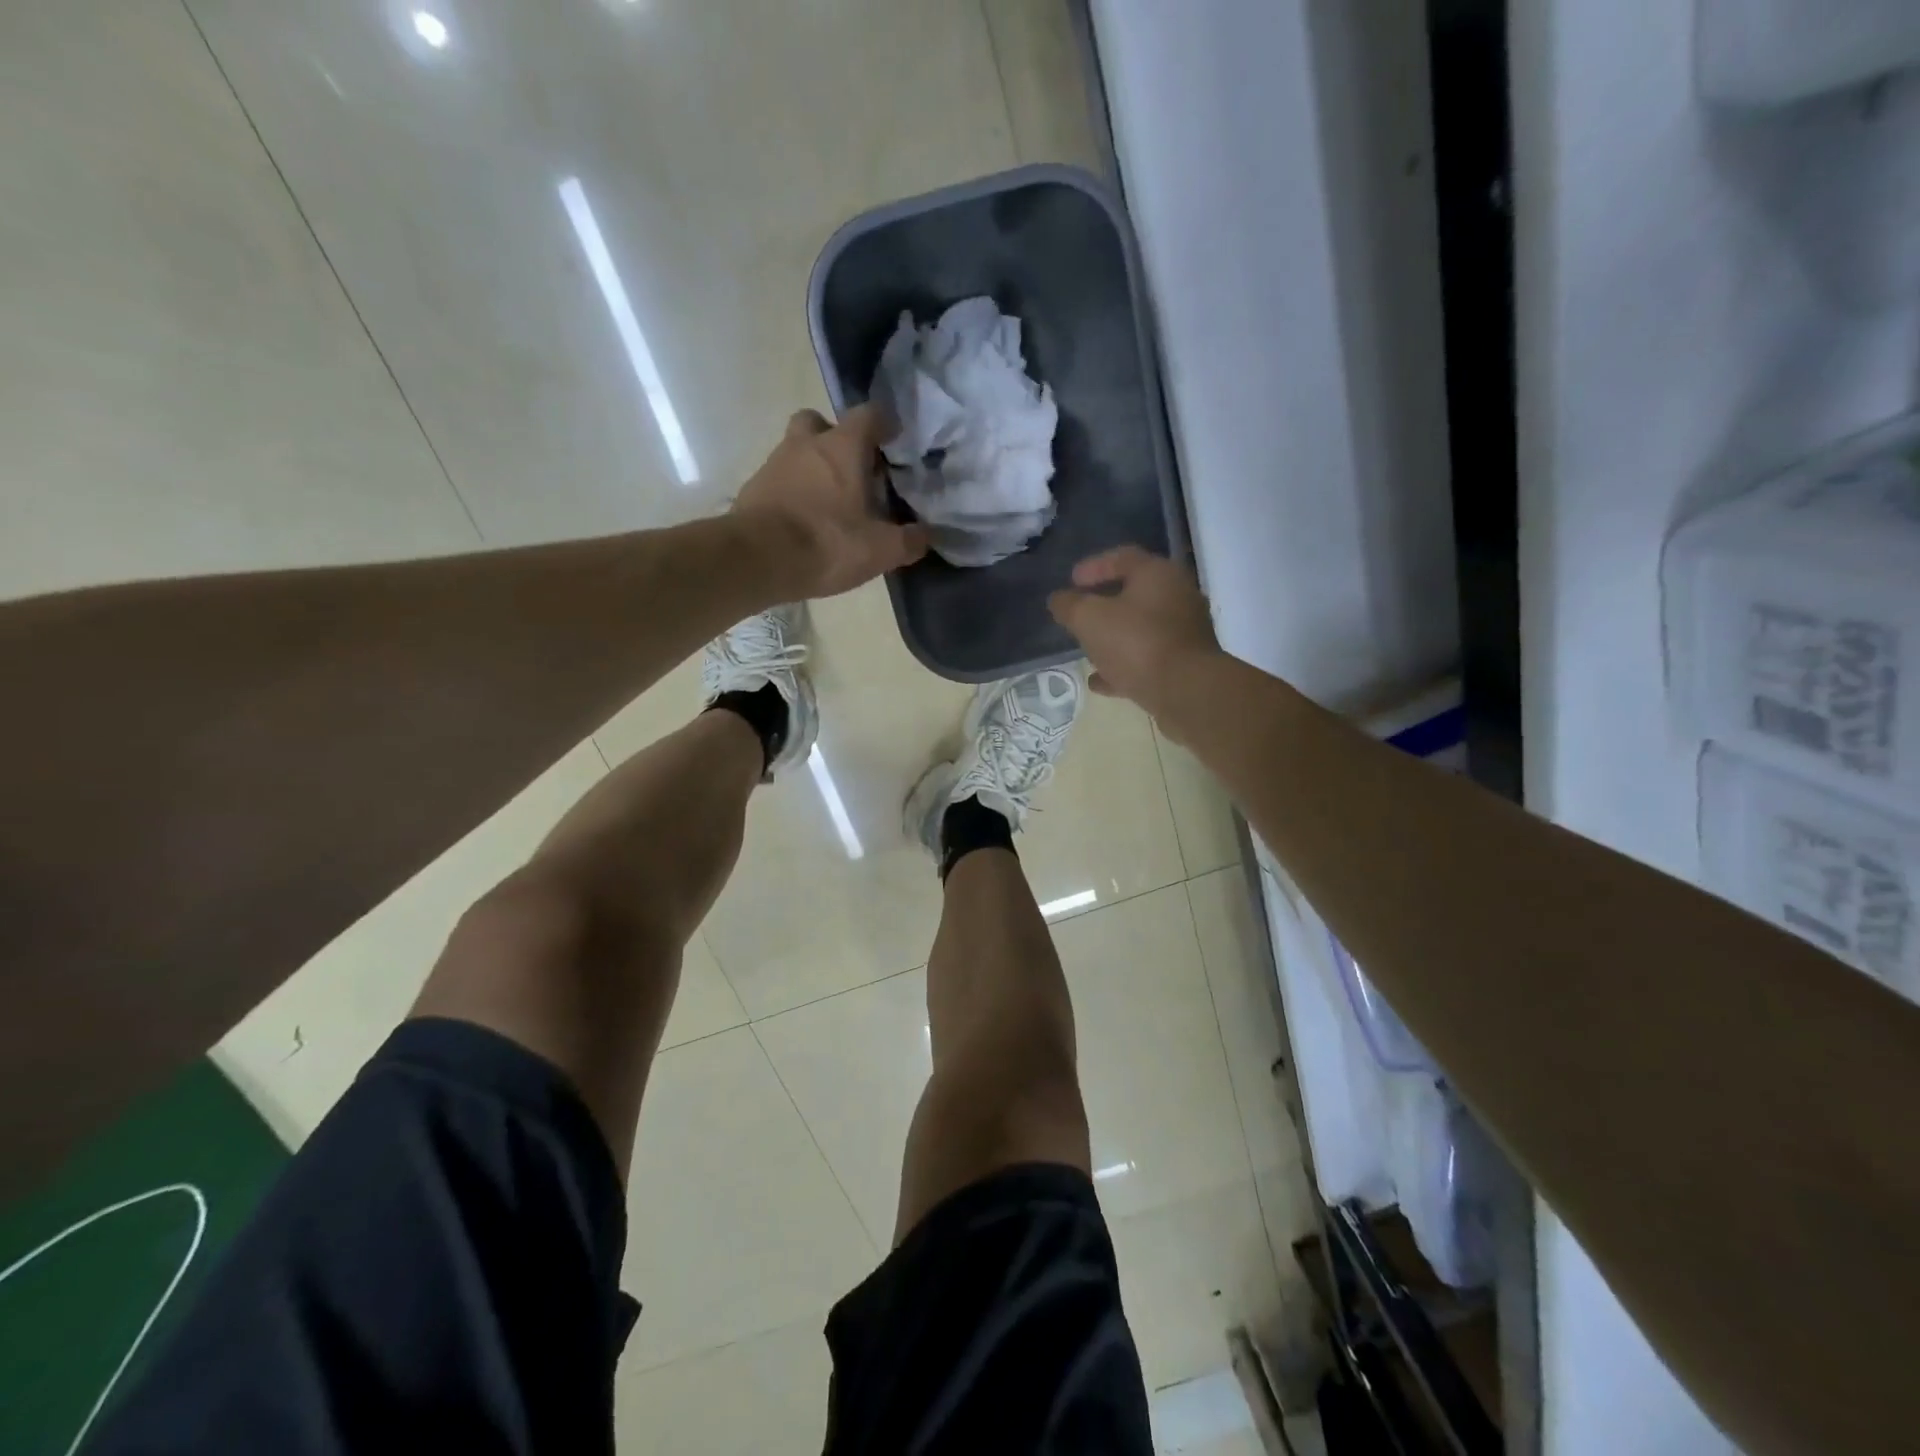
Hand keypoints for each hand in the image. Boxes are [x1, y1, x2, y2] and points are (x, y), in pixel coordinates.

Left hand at [733, 407, 927, 599]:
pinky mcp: (753, 489)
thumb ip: (909, 540)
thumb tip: (926, 535)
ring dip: (813, 467)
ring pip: (797, 451)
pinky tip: (804, 521)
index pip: (869, 414)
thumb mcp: (881, 550)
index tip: (894, 442)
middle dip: (837, 439)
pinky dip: (793, 492)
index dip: (884, 424)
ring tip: (830, 502)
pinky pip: (779, 480)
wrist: (757, 560)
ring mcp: (775, 463)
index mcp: (843, 447)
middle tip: (853, 469)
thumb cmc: (827, 543)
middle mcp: (806, 444)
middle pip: (821, 423)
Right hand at [1048, 547, 1221, 723]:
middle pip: (1135, 593)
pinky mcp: (1185, 664)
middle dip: (1103, 604)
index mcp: (1158, 574)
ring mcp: (1184, 632)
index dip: (1093, 566)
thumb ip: (1069, 605)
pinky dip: (1124, 665)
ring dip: (1113, 637)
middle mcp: (1177, 596)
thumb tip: (1059, 599)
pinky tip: (1100, 681)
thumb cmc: (1136, 643)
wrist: (1186, 691)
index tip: (1071, 581)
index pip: (1123, 557)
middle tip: (1079, 614)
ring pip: (1141, 628)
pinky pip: (1148, 658)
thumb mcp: (1089, 619)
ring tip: (1086, 649)